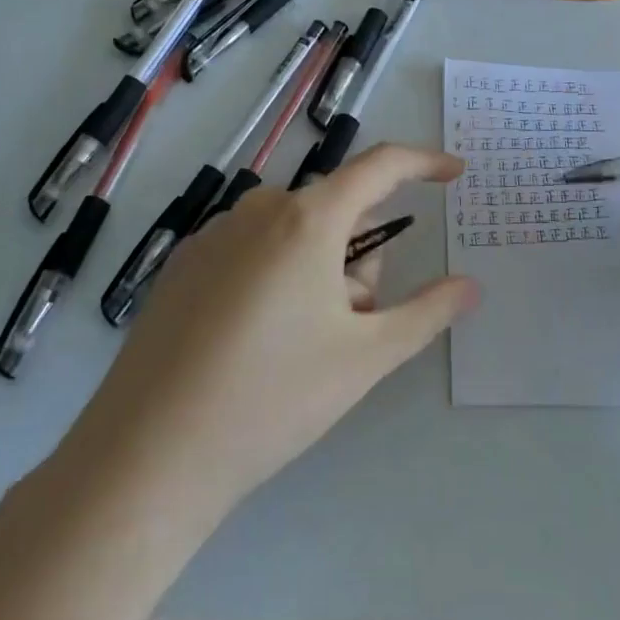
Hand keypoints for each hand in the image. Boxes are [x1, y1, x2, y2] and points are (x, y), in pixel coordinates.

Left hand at [58, 144, 477, 525]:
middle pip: (337, 212)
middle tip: (351, 328)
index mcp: (307, 218)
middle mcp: (258, 209)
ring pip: (295, 235)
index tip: (454, 172)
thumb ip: (427, 312)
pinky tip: (252, 344)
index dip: (423, 163)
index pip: (380, 166)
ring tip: (301, 346)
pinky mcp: (184, 264)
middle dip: (360, 259)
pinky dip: (276, 279)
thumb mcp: (365, 358)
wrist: (149, 457)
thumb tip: (470, 286)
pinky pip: (254, 250)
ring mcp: (214, 234)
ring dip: (319, 273)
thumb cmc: (271, 399)